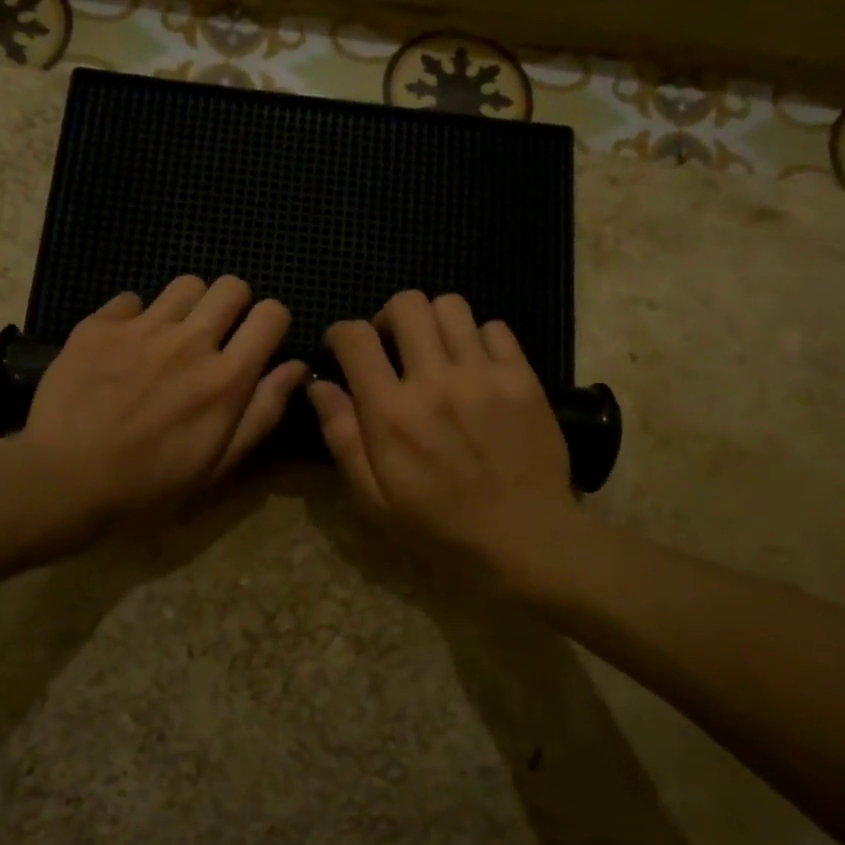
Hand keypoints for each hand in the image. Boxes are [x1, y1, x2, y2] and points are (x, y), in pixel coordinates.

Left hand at [16, 275, 306, 533]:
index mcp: (227, 377)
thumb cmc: (150, 483)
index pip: (271, 314)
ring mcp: (142, 328)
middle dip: (234, 305)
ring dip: (188, 306)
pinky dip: (135, 317)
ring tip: (171, 336)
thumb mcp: (219, 463)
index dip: (272, 322)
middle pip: (232, 286)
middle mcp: (190, 341)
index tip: (258, 341)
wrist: (65, 478)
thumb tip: (295, 367)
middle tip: (217, 335)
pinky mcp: (99, 325)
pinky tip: (124, 346)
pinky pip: (131, 298)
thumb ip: (263, 411)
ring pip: (185, 284)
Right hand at [308, 291, 584, 583]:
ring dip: (433, 322)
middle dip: (389, 318)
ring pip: (451, 306)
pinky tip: (476, 367)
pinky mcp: (522, 378)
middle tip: (393, 348)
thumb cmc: (439, 528)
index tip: (344, 349)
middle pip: (406, 304)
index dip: (341, 334)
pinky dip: (478, 338)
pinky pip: (495, 327)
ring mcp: (484, 375)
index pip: (356, 337)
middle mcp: (435, 381)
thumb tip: (319, 386)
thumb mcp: (374, 499)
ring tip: (436, 353)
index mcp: (392, 412)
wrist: (525, 539)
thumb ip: (342, 437)